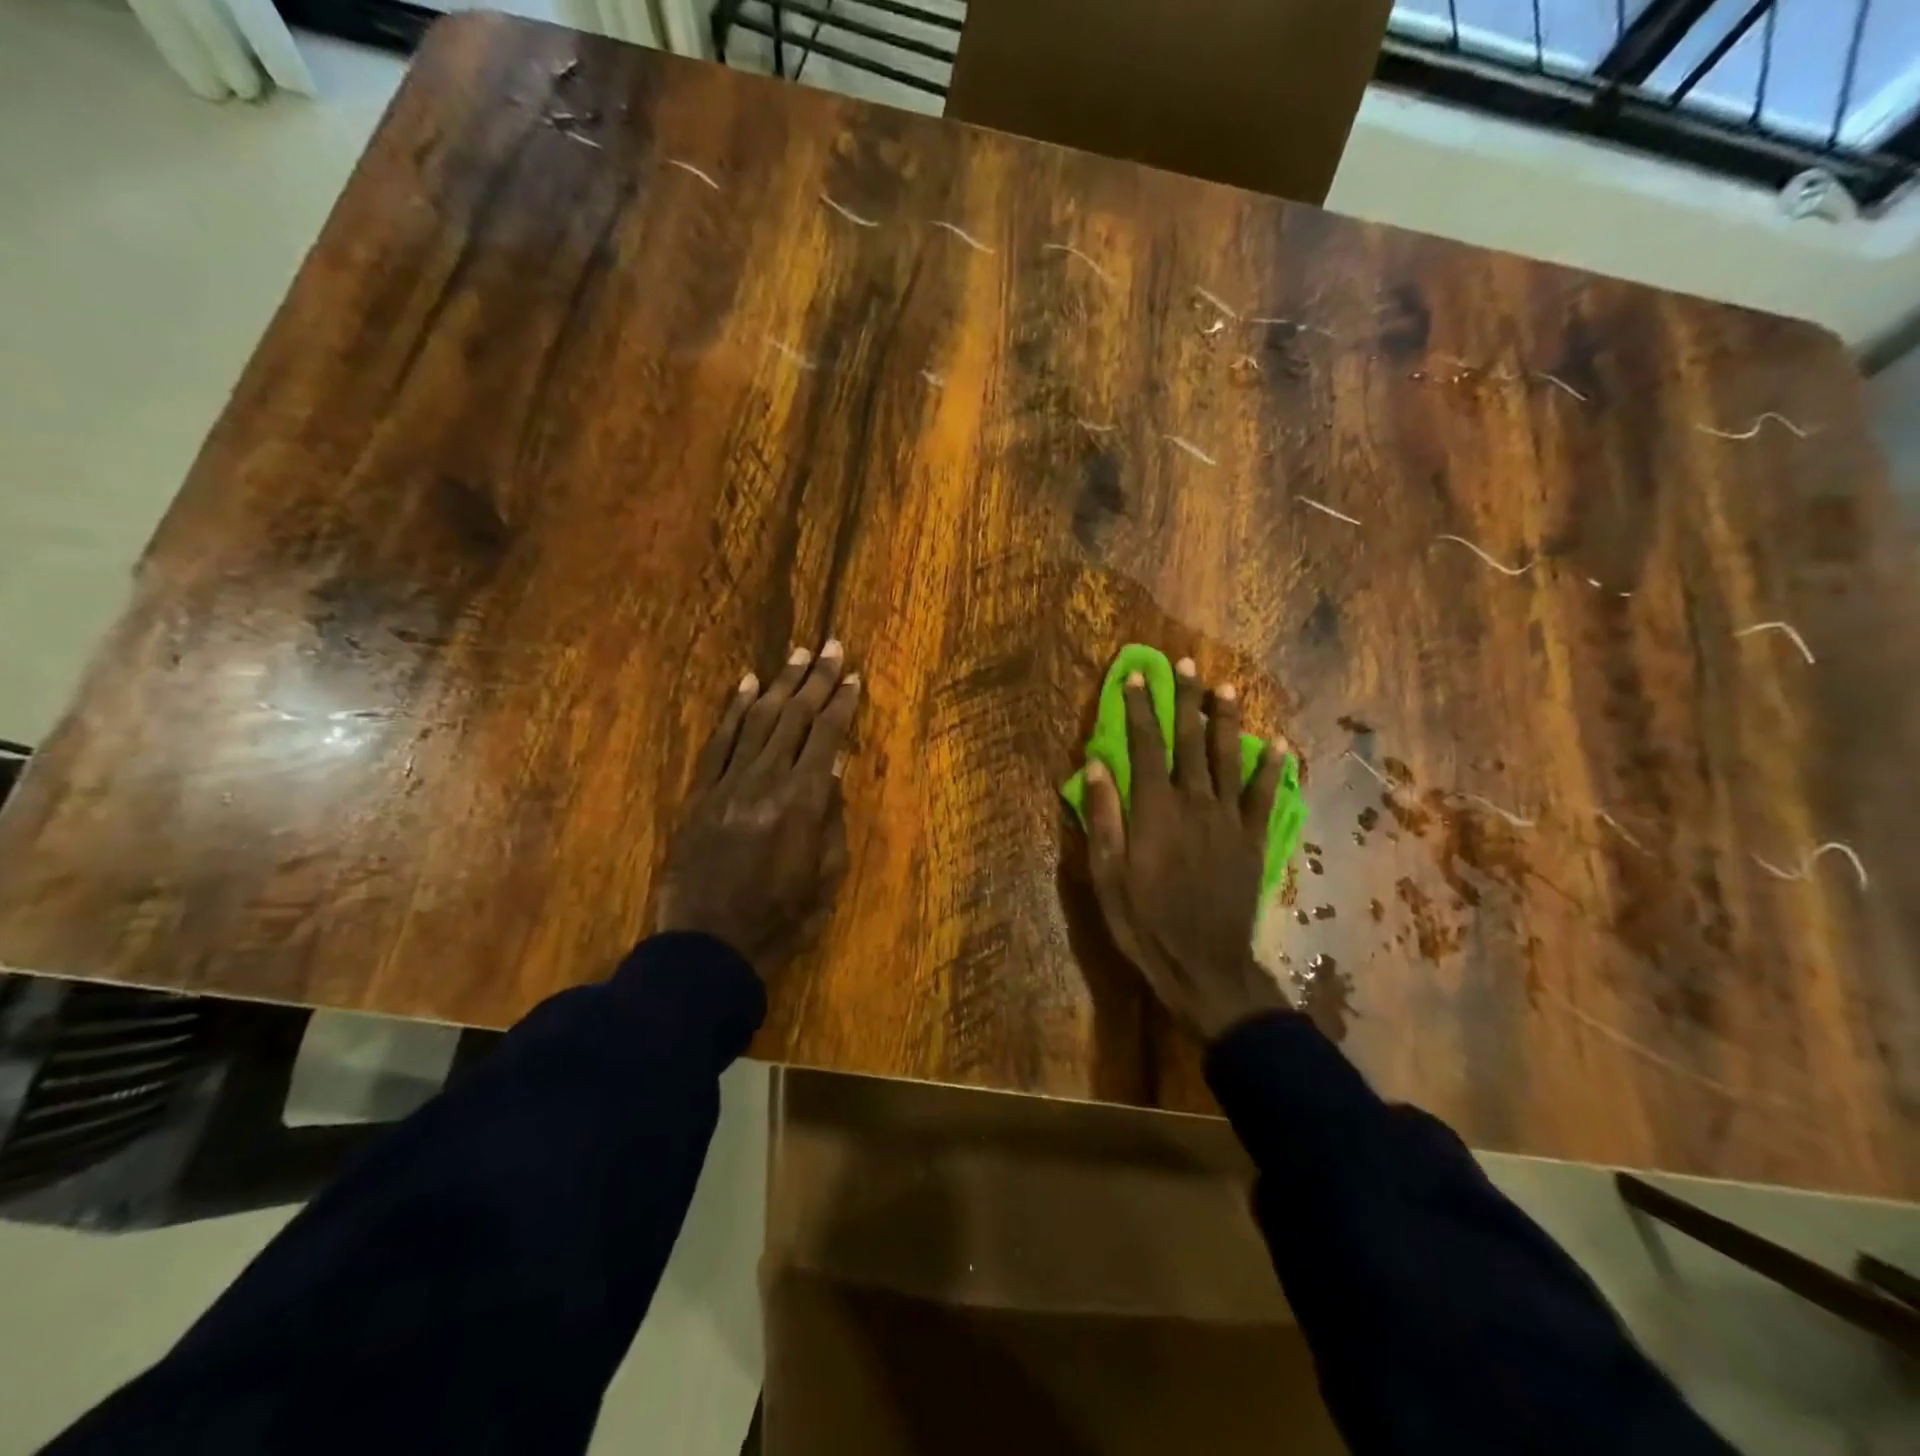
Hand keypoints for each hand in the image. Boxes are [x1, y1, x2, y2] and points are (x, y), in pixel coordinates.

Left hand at [654, 640, 859, 976]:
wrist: (706, 947)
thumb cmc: (780, 920)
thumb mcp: (825, 878)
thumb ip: (832, 820)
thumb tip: (833, 770)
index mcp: (802, 802)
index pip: (825, 736)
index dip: (841, 703)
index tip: (853, 676)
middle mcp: (765, 780)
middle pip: (793, 717)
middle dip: (815, 679)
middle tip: (830, 646)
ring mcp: (728, 783)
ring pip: (757, 719)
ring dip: (778, 683)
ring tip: (796, 654)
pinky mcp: (700, 793)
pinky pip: (719, 741)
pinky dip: (734, 710)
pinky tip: (747, 684)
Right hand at [1082, 658, 1289, 1041]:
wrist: (1205, 965)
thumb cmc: (1145, 921)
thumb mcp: (1107, 875)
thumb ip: (1104, 816)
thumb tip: (1096, 764)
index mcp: (1155, 810)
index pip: (1145, 746)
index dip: (1141, 709)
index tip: (1137, 677)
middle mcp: (1195, 803)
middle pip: (1190, 741)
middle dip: (1186, 700)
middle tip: (1186, 664)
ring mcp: (1229, 820)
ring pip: (1229, 758)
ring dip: (1227, 720)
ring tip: (1226, 687)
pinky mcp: (1254, 839)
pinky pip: (1265, 796)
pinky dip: (1271, 769)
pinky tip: (1277, 745)